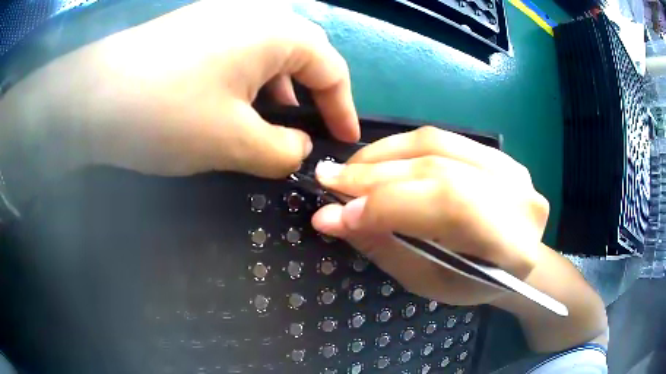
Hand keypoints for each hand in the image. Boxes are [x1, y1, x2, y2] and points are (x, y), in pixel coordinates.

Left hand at [3, 0, 358, 178]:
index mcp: (275, 31)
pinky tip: (230, 103)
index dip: (343, 107)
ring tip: (268, 122)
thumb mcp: (232, 142)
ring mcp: (219, 16)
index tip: (345, 140)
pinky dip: (245, 80)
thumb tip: (300, 151)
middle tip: (308, 130)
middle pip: (301, 54)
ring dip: (276, 88)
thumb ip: (281, 152)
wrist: (88, 97)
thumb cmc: (164, 114)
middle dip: (311, 95)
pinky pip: (236, 51)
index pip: (331, 67)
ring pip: (267, 52)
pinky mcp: (193, 28)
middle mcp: (253, 13)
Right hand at [312, 127, 548, 305]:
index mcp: (512, 244)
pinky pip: (441, 138)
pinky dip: (402, 147)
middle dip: (376, 175)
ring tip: (348, 169)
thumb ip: (382, 245)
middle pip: (440, 169)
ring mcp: (512, 167)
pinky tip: (377, 159)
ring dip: (384, 154)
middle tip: (329, 179)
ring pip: (437, 144)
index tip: (337, 213)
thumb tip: (329, 218)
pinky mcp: (498, 154)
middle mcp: (520, 197)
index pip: (450, 206)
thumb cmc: (471, 283)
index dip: (390, 205)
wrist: (514, 260)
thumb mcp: (427, 280)